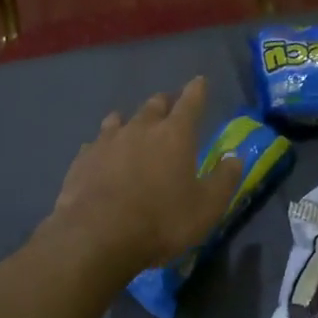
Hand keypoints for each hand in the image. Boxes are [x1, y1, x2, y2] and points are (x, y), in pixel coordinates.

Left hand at [41, 76, 244, 274]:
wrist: (96, 237)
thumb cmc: (161, 221)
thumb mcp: (206, 207)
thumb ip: (224, 180)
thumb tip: (235, 158)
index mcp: (175, 134)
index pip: (190, 102)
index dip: (197, 90)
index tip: (199, 81)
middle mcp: (140, 128)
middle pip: (154, 105)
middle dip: (164, 103)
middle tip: (169, 105)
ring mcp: (106, 142)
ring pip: (119, 119)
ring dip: (130, 120)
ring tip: (132, 124)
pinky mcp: (82, 160)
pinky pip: (95, 144)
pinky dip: (103, 146)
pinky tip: (101, 155)